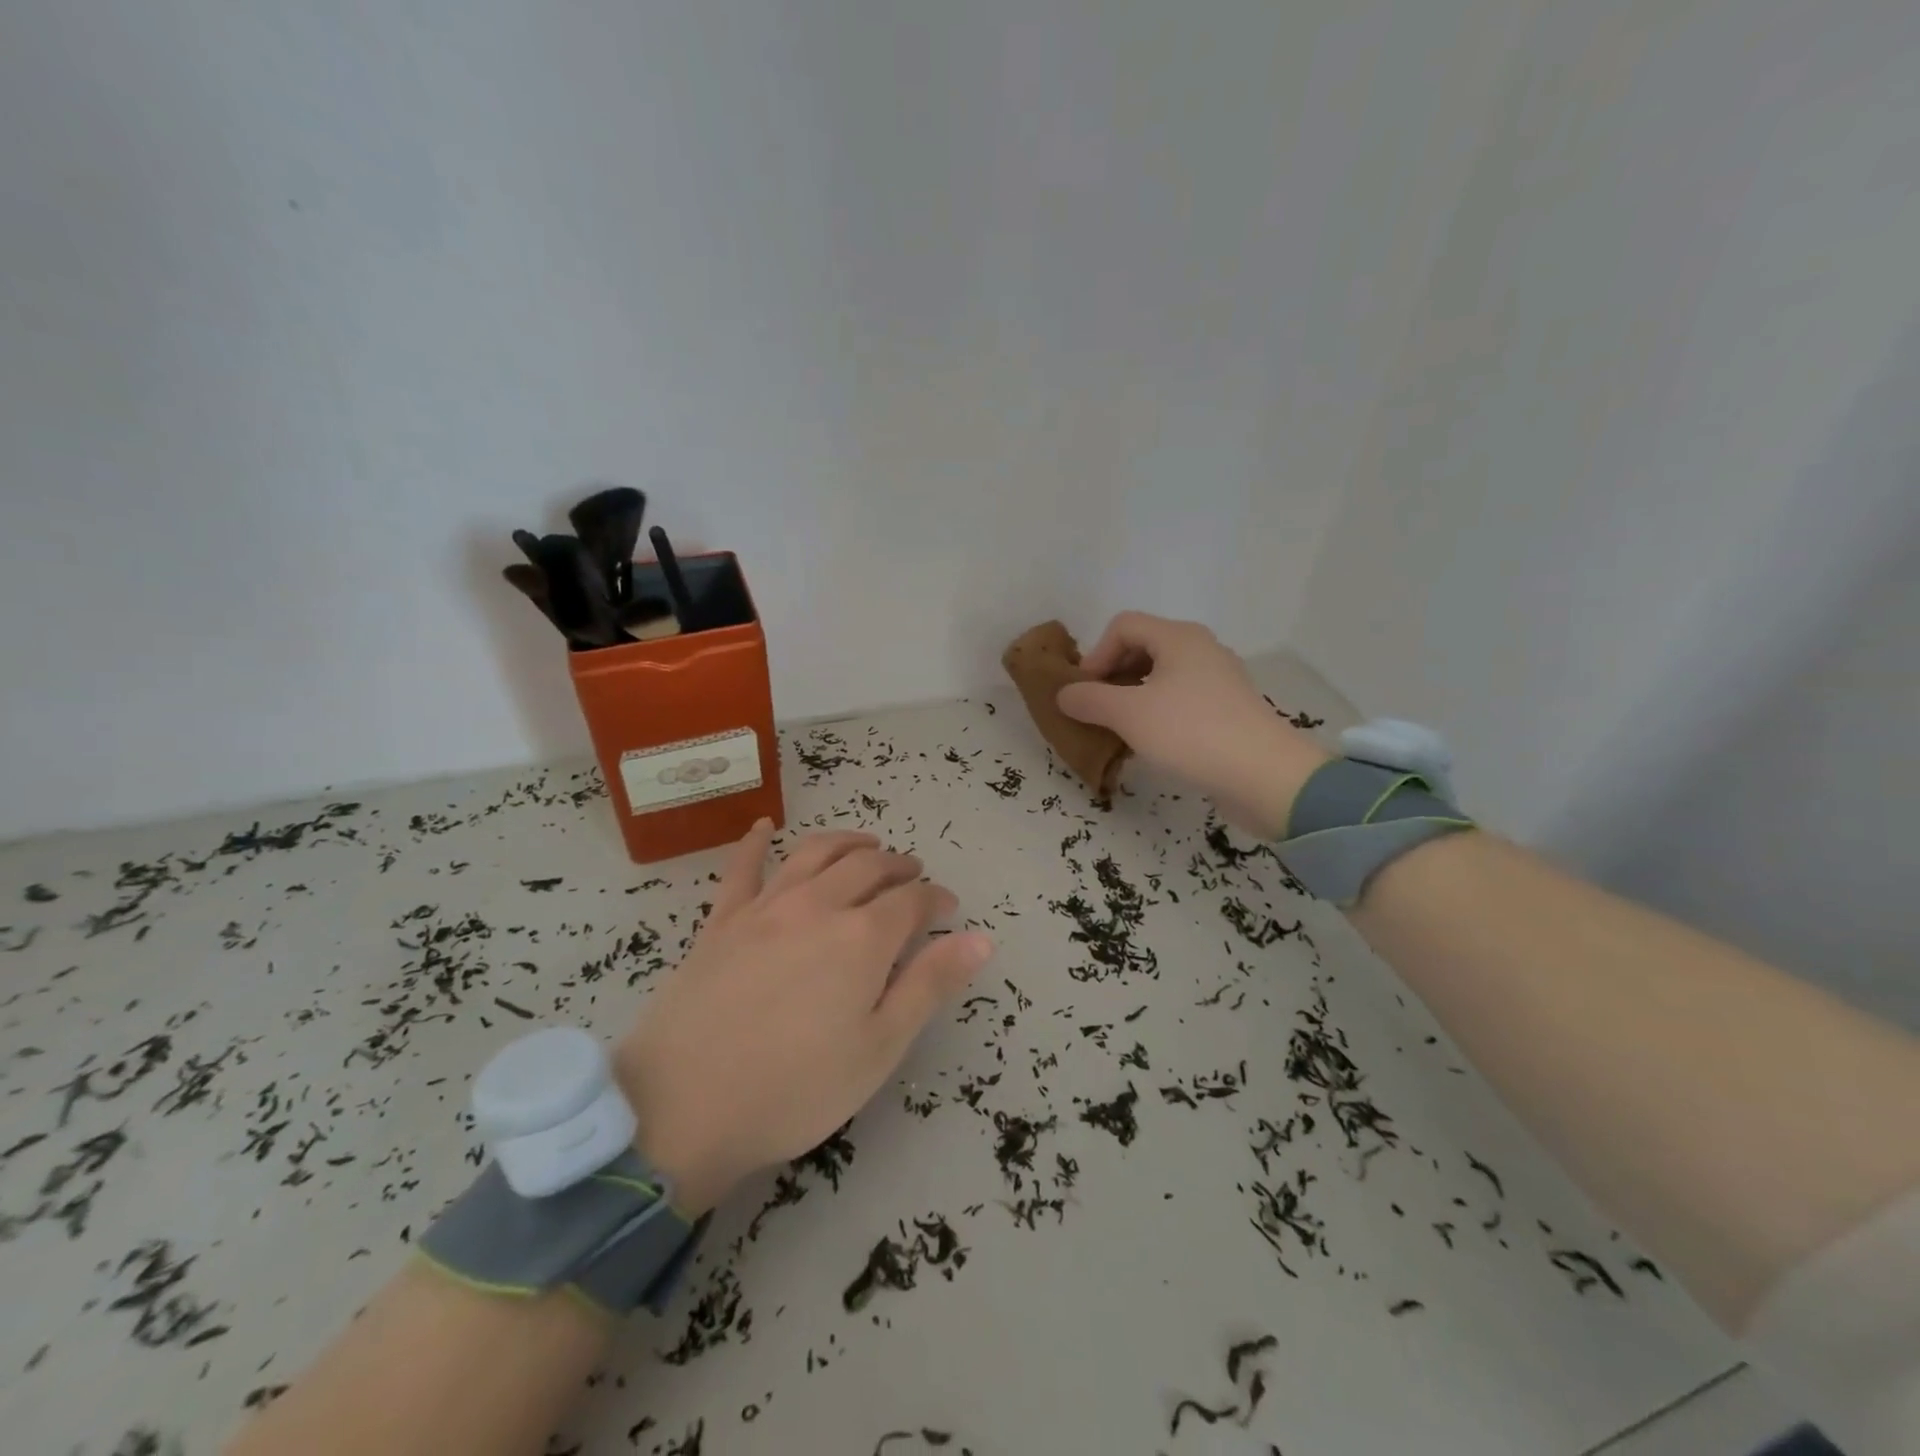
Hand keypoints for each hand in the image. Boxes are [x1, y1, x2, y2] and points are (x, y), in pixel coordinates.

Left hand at [614, 823, 993, 1213]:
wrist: (682, 1107)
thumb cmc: (795, 1088)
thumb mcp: (879, 1047)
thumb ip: (930, 985)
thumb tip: (981, 938)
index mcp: (862, 937)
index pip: (912, 900)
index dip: (936, 899)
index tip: (948, 908)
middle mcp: (818, 905)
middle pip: (867, 866)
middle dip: (898, 866)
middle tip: (913, 874)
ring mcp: (765, 907)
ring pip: (815, 853)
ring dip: (848, 842)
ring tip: (866, 844)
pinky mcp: (722, 921)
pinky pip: (742, 869)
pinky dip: (756, 842)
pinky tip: (764, 827)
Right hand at [1056, 612, 1330, 837]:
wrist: (1263, 775)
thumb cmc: (1191, 733)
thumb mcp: (1129, 715)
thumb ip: (1090, 700)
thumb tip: (1064, 694)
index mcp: (1179, 637)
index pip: (1123, 626)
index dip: (1096, 654)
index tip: (1085, 692)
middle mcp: (1201, 649)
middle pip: (1143, 647)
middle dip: (1112, 675)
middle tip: (1097, 709)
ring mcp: (1219, 679)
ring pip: (1162, 675)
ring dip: (1132, 696)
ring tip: (1118, 728)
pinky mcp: (1228, 709)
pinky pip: (1181, 698)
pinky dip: (1157, 712)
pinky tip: (1150, 742)